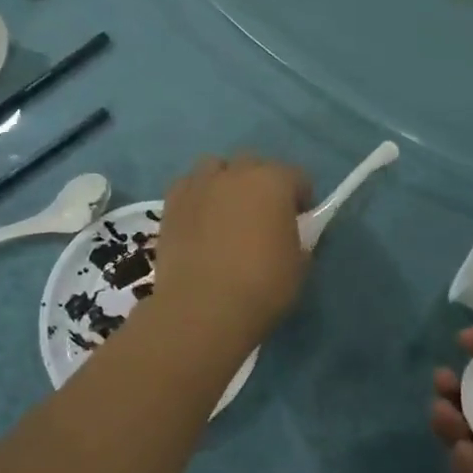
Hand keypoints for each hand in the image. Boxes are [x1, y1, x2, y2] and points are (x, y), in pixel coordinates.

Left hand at [153, 154, 312, 345]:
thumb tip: (291, 233)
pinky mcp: (171, 202)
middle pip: (254, 165)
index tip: (299, 221)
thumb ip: (299, 238)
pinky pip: (189, 186)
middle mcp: (236, 172)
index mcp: (274, 182)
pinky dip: (198, 196)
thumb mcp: (299, 264)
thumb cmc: (261, 286)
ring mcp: (200, 184)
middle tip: (262, 217)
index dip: (301, 198)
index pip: (297, 177)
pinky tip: (199, 220)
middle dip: (262, 184)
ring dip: (226, 183)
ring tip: (226, 213)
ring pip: (216, 168)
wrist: (202, 307)